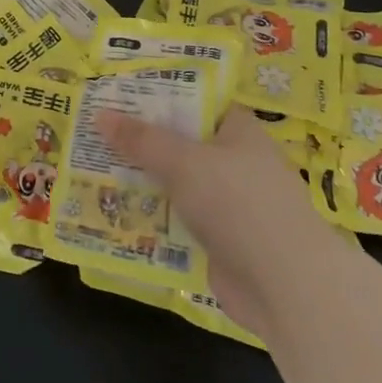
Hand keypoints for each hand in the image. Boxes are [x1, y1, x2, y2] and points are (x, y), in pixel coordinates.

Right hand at [100, 107, 333, 334]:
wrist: (289, 289)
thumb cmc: (240, 204)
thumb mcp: (184, 162)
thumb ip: (142, 140)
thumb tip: (100, 114)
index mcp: (238, 130)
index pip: (195, 100)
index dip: (158, 95)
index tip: (118, 93)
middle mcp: (236, 162)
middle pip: (181, 143)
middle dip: (142, 140)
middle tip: (94, 131)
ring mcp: (230, 204)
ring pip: (177, 183)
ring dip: (143, 181)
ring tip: (93, 168)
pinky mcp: (221, 242)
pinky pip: (179, 220)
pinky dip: (153, 217)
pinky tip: (116, 213)